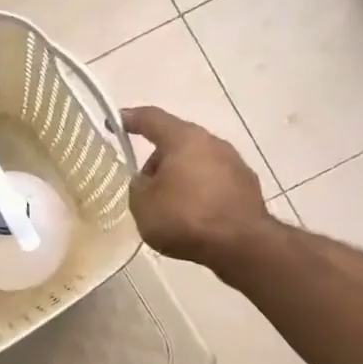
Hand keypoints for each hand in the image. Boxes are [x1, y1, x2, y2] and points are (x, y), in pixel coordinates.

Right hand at [123, 105, 268, 266]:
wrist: (240, 244)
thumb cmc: (185, 218)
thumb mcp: (143, 205)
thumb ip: (138, 187)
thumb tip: (147, 181)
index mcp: (183, 139)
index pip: (152, 119)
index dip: (131, 119)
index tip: (115, 121)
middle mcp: (212, 143)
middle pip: (177, 143)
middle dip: (158, 161)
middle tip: (145, 188)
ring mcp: (234, 163)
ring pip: (197, 163)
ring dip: (181, 178)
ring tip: (169, 208)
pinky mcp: (247, 186)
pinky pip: (214, 183)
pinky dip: (200, 193)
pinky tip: (194, 218)